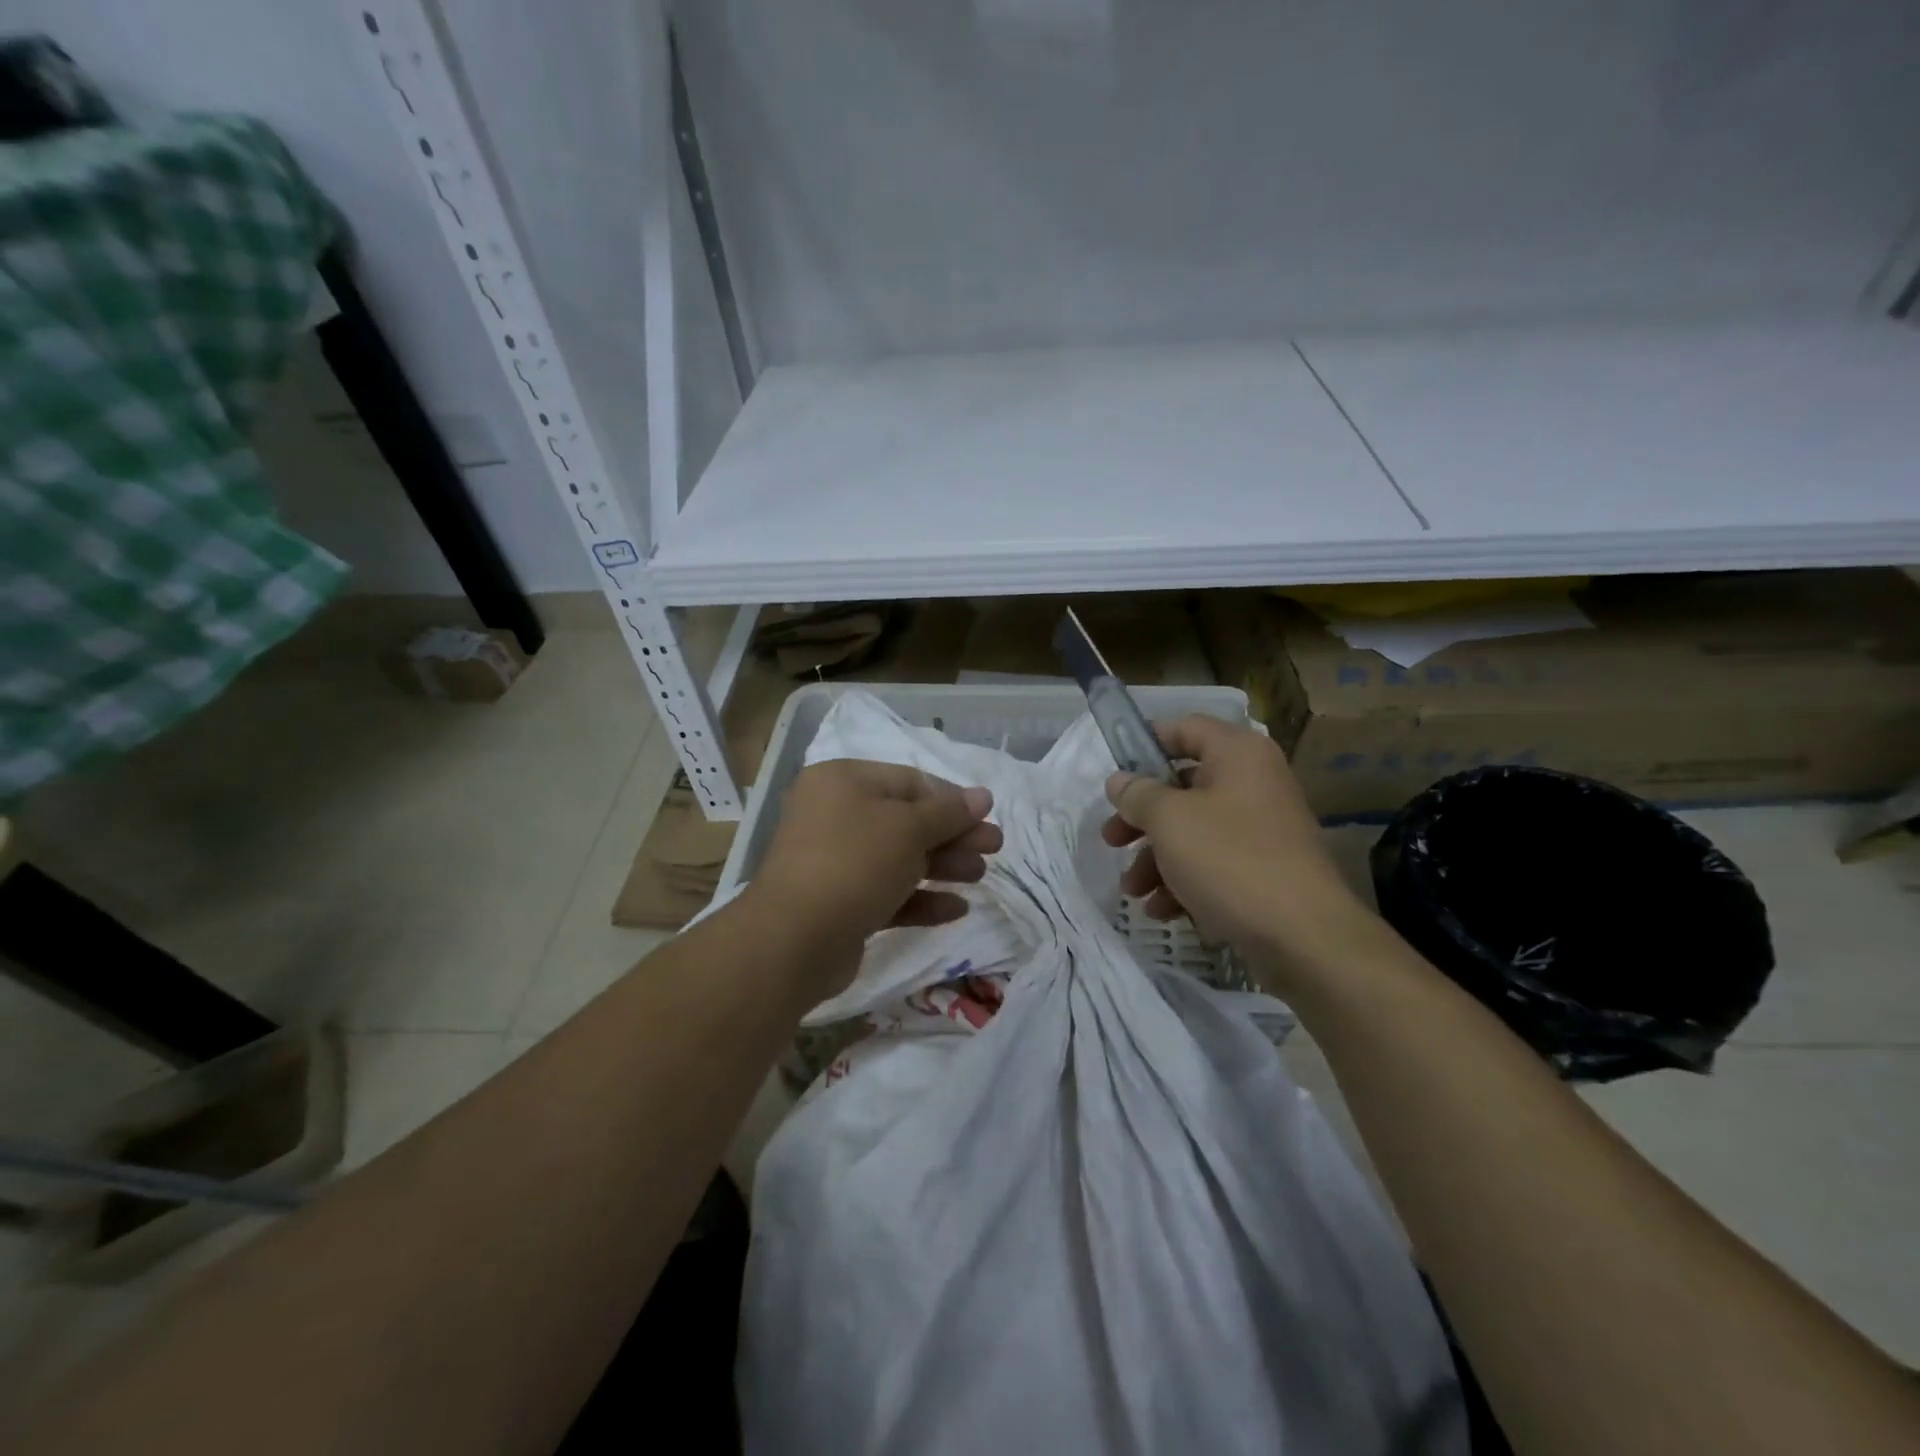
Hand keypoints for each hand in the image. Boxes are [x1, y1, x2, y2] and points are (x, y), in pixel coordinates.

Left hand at [751, 759, 1003, 999]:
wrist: (794, 941)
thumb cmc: (854, 864)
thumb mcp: (908, 829)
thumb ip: (949, 813)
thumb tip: (983, 795)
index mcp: (843, 782)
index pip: (910, 782)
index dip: (952, 799)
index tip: (987, 817)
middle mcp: (835, 815)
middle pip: (907, 820)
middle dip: (953, 835)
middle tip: (994, 848)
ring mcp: (834, 861)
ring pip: (899, 857)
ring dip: (942, 866)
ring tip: (979, 876)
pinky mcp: (839, 903)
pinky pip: (887, 892)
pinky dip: (920, 898)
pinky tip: (956, 909)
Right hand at [1102, 716, 1373, 970]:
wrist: (1304, 937)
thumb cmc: (1230, 860)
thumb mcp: (1170, 820)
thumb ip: (1138, 795)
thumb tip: (1120, 782)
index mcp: (1238, 755)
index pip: (1184, 728)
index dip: (1145, 743)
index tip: (1114, 772)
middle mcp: (1253, 783)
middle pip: (1182, 787)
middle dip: (1141, 818)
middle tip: (1111, 840)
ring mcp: (1262, 829)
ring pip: (1193, 831)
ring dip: (1156, 859)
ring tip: (1133, 890)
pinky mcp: (1264, 871)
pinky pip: (1213, 865)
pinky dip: (1183, 882)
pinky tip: (1162, 911)